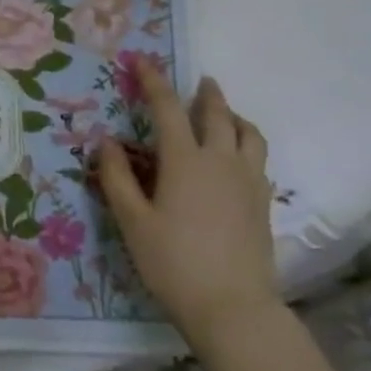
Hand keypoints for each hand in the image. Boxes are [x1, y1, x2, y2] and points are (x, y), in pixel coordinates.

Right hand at [97, 63, 278, 349]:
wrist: (232, 308)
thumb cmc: (173, 262)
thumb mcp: (132, 221)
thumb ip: (117, 177)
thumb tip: (107, 141)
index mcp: (185, 160)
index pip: (168, 108)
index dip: (153, 81)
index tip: (142, 62)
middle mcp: (221, 162)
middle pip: (217, 115)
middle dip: (206, 94)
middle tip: (200, 81)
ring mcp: (248, 183)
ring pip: (249, 135)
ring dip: (235, 117)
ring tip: (226, 114)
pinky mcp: (263, 204)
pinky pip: (259, 161)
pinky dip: (247, 146)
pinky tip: (238, 159)